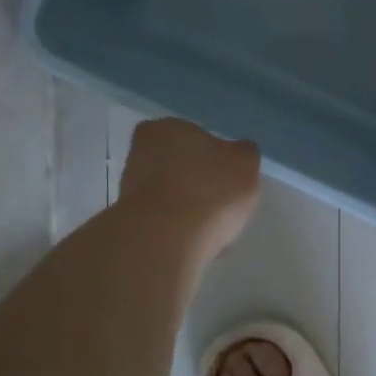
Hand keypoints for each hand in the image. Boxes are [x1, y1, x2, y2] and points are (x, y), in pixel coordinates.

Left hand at [118, 118, 262, 266]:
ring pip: (170, 197)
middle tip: (222, 204)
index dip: (213, 155)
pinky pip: (164, 225)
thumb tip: (239, 152)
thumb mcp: (245, 164)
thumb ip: (244, 154)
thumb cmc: (209, 190)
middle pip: (179, 166)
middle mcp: (141, 153)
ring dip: (189, 211)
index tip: (228, 176)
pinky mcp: (130, 224)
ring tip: (214, 232)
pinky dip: (180, 233)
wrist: (165, 241)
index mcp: (165, 128)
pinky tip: (197, 246)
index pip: (192, 134)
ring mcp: (131, 190)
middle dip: (198, 184)